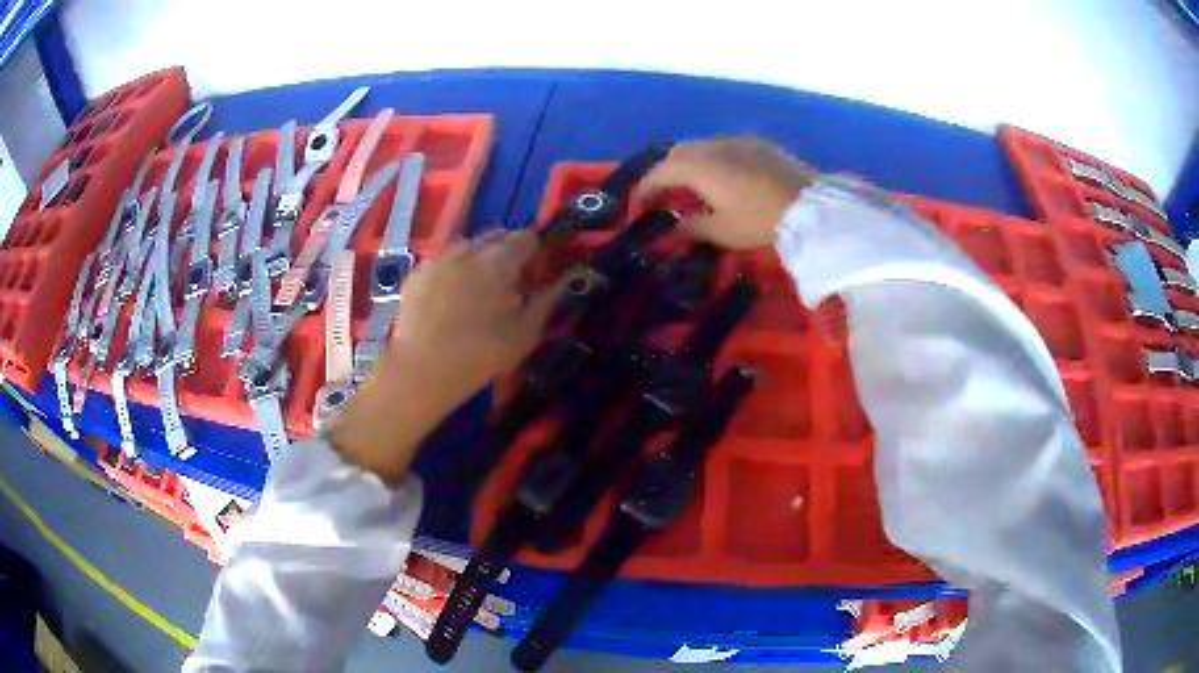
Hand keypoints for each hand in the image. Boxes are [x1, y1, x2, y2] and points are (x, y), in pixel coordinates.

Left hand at [330, 231, 563, 483]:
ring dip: (477, 262)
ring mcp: (438, 258)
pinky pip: (443, 262)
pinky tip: (448, 301)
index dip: (534, 256)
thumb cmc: (482, 354)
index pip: (526, 238)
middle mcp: (468, 249)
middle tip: (505, 288)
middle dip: (505, 256)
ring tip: (474, 294)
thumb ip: (547, 300)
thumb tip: (565, 279)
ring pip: (467, 248)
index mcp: (500, 260)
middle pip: (495, 238)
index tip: (532, 280)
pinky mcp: (417, 273)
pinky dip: (452, 272)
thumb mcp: (525, 333)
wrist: (423, 370)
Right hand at [639, 137, 816, 248]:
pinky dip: (714, 161)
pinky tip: (726, 179)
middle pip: (677, 154)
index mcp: (697, 166)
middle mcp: (712, 146)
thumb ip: (691, 228)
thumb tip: (671, 231)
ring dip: (691, 165)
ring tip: (695, 189)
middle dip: (666, 173)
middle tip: (666, 197)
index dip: (645, 190)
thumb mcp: (722, 231)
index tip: (640, 209)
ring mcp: (736, 141)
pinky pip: (725, 147)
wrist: (810, 205)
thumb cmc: (760, 219)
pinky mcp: (758, 144)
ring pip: (702, 147)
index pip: (658, 173)